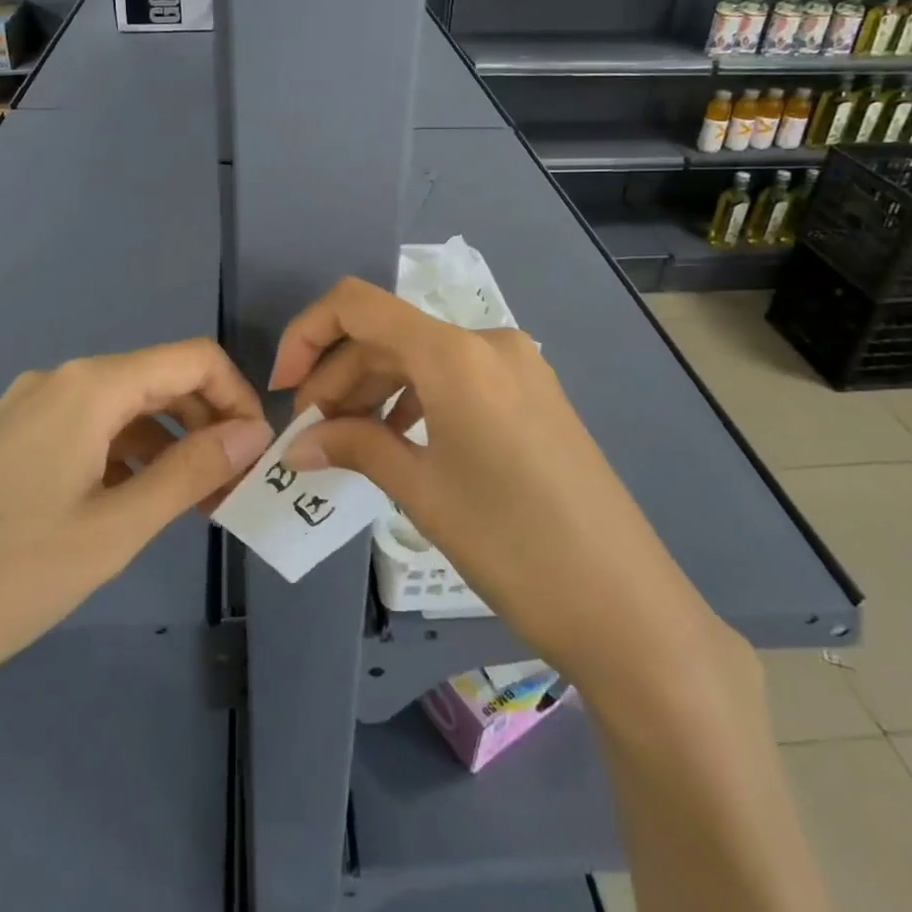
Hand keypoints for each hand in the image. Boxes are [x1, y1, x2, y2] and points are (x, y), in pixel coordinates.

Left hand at [0, 340, 272, 709]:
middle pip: (160, 380)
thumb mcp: (115, 529)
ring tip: (189, 506)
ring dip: (169, 444)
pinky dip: (127, 456)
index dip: (237, 397)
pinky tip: (131, 505)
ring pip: (125, 408)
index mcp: (89, 386)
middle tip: (229, 491)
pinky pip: (88, 431)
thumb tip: (254, 432)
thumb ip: (192, 470)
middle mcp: (59, 381)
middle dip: (207, 425)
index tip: (255, 455)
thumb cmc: (4, 578)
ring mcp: (27, 410)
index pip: (193, 360)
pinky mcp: (7, 442)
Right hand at [270, 277, 725, 692]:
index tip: (285, 389)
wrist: (626, 605)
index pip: (358, 305)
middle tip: (310, 434)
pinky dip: (416, 399)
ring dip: (375, 389)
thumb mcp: (422, 492)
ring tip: (347, 441)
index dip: (308, 334)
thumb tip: (299, 442)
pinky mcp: (532, 393)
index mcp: (455, 354)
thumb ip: (355, 448)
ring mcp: (517, 366)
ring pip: (422, 357)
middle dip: (339, 377)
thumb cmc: (512, 545)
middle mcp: (487, 342)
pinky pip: (456, 378)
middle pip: (389, 335)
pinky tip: (398, 441)